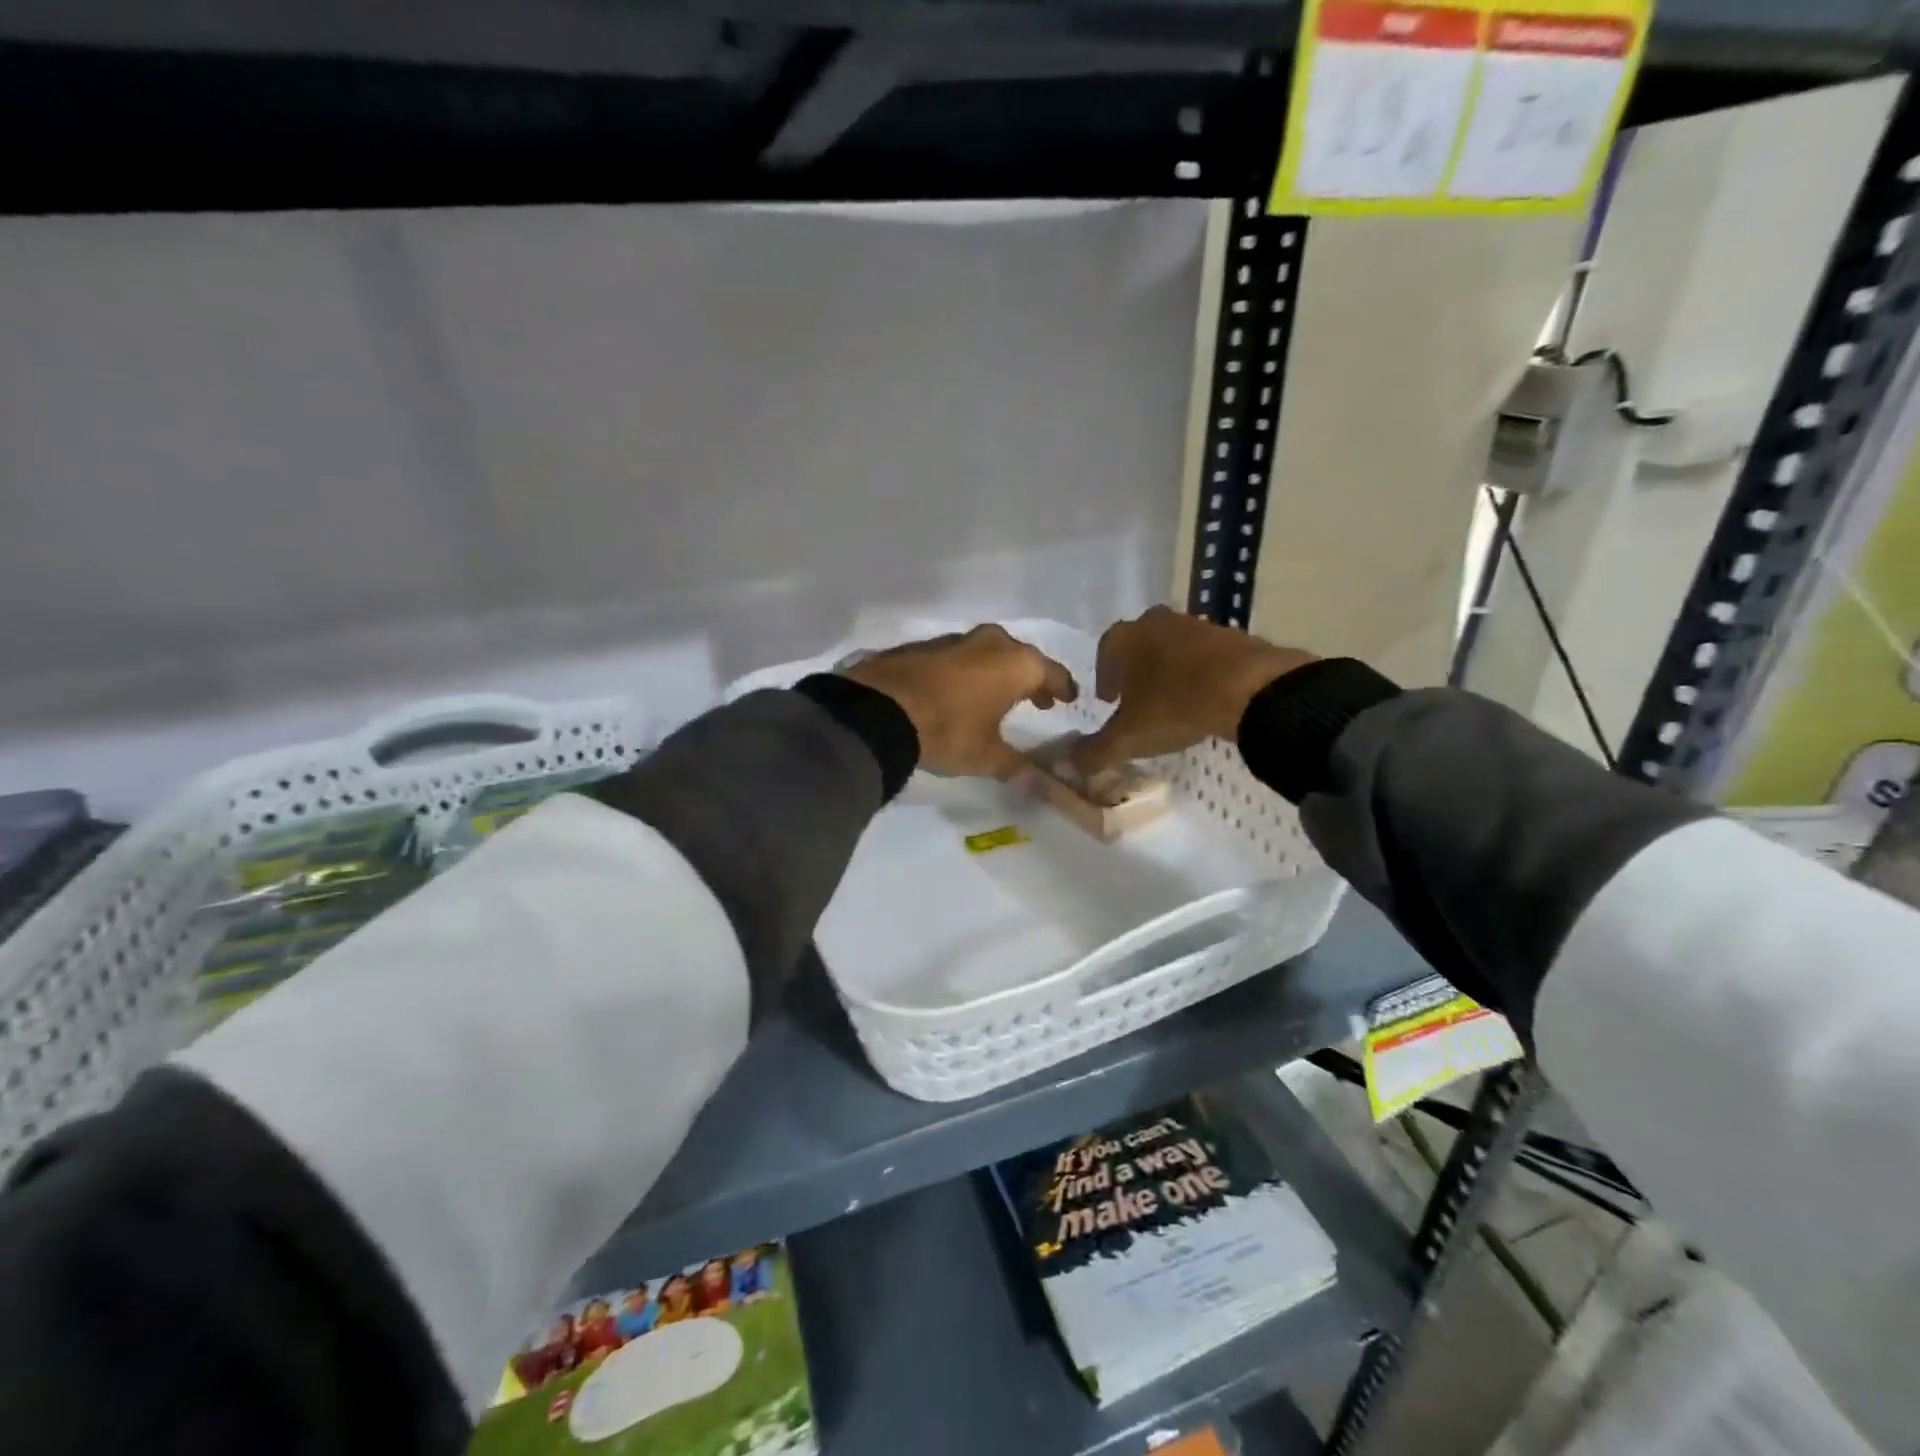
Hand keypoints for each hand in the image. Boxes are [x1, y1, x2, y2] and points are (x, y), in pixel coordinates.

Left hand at [843, 625, 1077, 779]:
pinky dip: (966, 672)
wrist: (877, 709)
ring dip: (996, 672)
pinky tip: (957, 692)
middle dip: (1030, 678)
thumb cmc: (948, 731)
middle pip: (1020, 657)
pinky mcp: (923, 646)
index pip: (1052, 673)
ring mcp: (954, 640)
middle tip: (1036, 699)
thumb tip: (1040, 784)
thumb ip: (1016, 767)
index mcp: (1016, 664)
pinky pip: (957, 657)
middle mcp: (990, 643)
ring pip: (987, 653)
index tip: (1068, 700)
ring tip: (996, 696)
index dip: (1062, 688)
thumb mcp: (986, 757)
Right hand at [1068, 606, 1314, 773]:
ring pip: (1171, 648)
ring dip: (1167, 670)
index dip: (1104, 678)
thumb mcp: (1128, 737)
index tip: (1109, 701)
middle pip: (1138, 646)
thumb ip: (1095, 751)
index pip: (1104, 653)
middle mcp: (1156, 622)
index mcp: (1125, 637)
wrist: (1250, 688)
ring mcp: (1196, 624)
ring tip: (1172, 700)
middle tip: (1137, 699)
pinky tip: (1204, 696)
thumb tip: (1068, 765)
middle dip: (1134, 671)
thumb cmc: (1174, 705)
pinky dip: (1199, 672)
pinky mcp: (1231, 635)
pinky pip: (1204, 655)